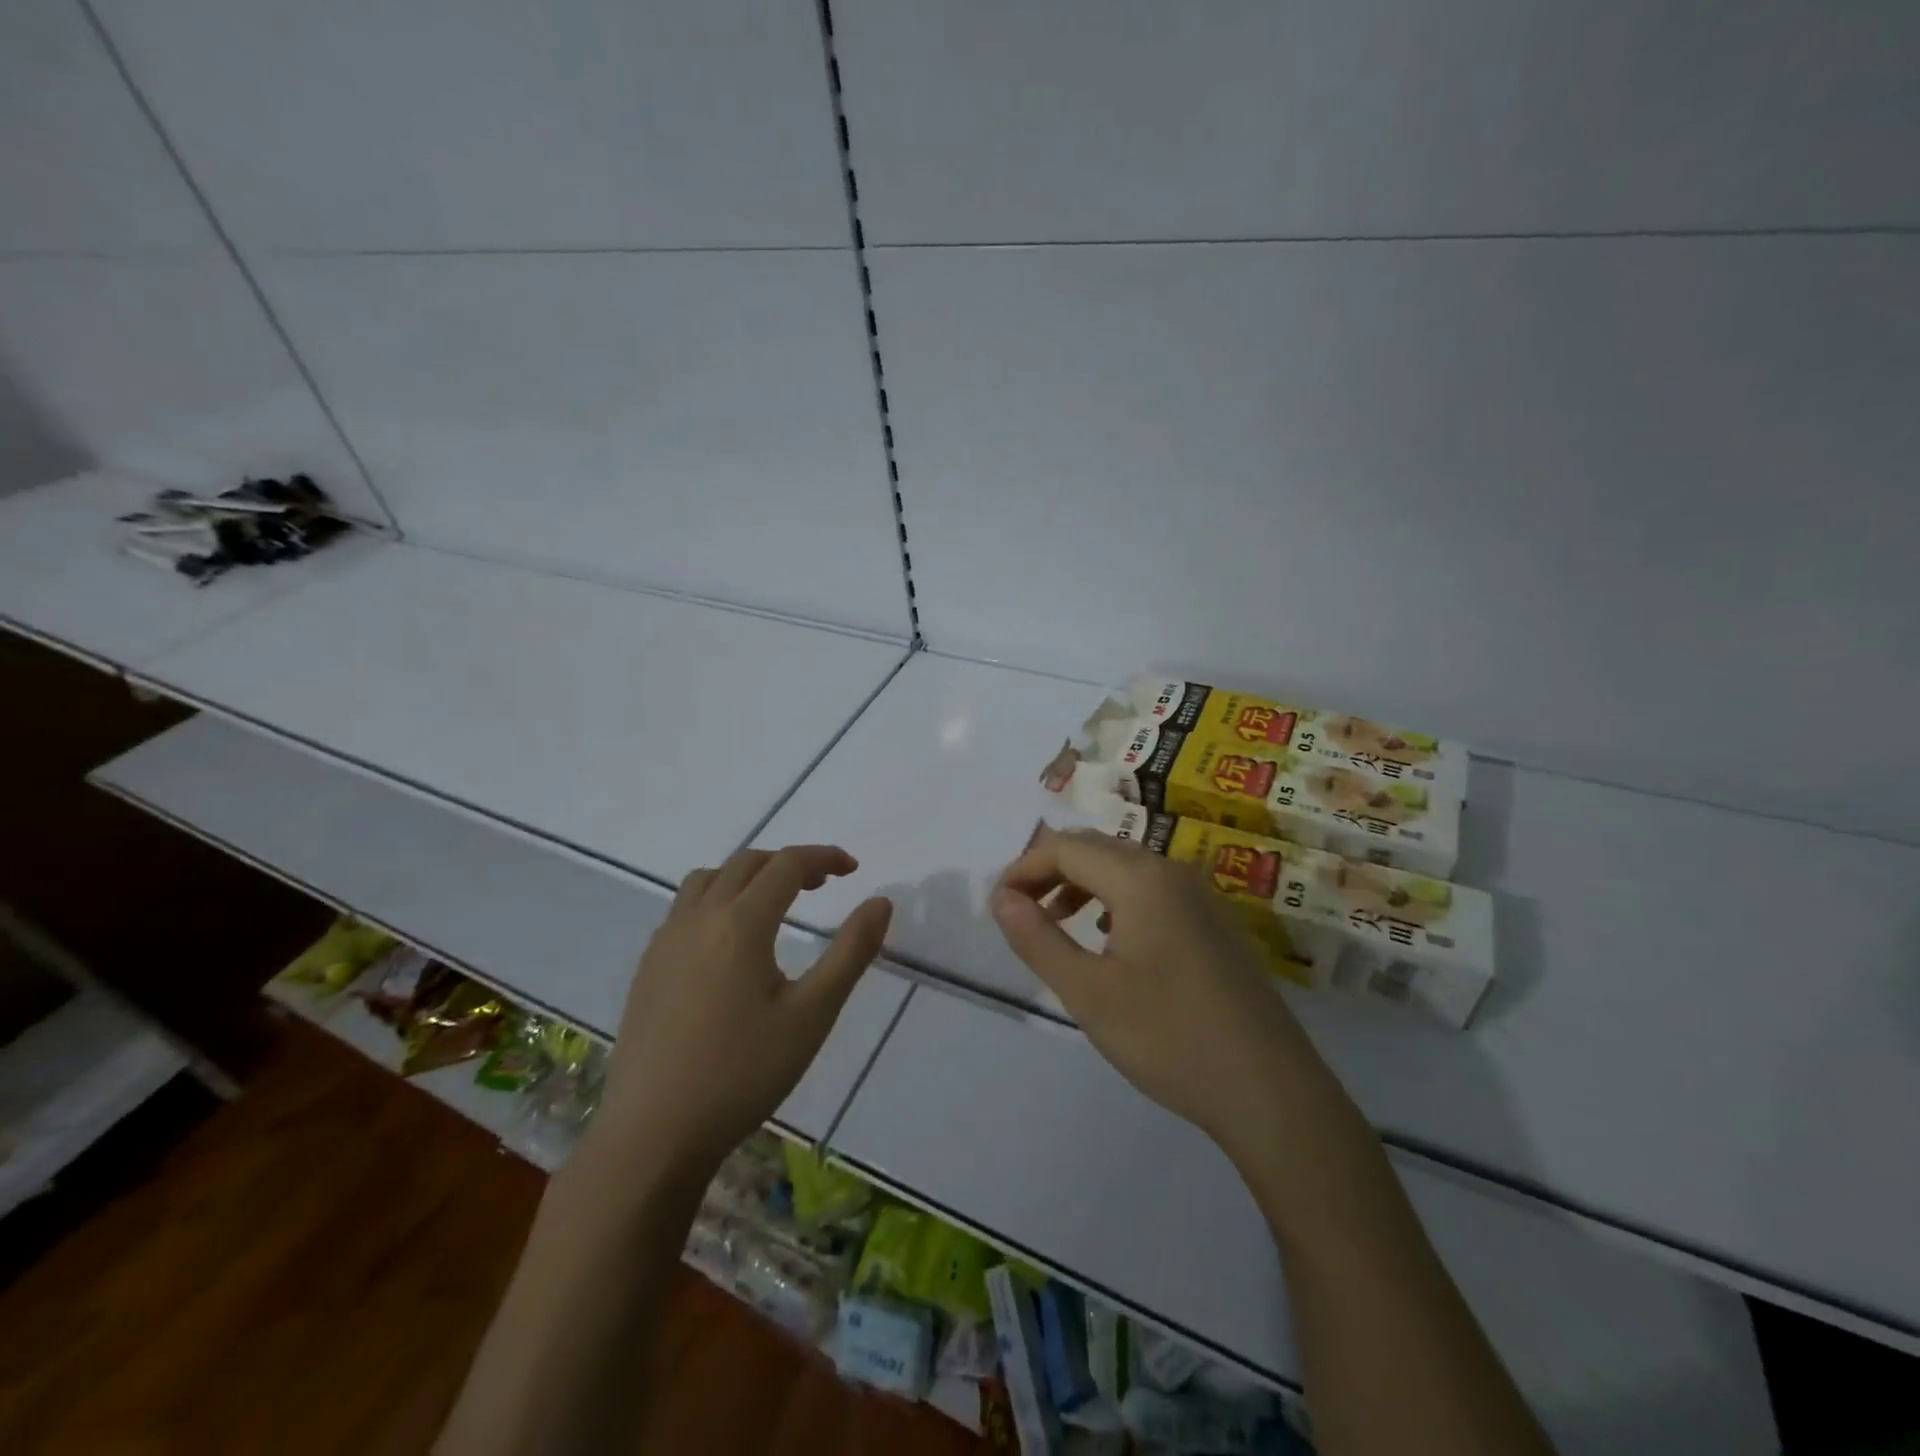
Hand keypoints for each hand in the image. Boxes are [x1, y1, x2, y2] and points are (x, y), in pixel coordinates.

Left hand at [590, 845, 891, 1180]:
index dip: (823, 858)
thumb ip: (851, 952)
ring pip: (708, 879)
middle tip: (822, 885)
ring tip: (774, 903)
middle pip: (747, 863)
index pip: (786, 865)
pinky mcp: (647, 967)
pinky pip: (684, 907)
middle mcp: (699, 918)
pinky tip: (729, 942)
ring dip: (747, 875)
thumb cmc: (743, 1073)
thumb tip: (881, 902)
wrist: (653, 1134)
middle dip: (788, 863)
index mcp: (741, 923)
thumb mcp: (812, 1015)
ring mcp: (665, 941)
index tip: (852, 869)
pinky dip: (717, 899)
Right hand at [990, 827, 1315, 1157]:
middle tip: (1020, 911)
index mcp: (1141, 878)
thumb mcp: (1089, 993)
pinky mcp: (1215, 922)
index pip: (1066, 848)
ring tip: (1056, 923)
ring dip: (1082, 883)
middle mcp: (1172, 871)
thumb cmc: (1169, 1038)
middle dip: (1050, 870)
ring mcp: (1200, 896)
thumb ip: (1038, 939)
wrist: (1270, 1091)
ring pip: (1125, 866)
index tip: (997, 904)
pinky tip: (1109, 939)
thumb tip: (1001, 899)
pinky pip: (1152, 889)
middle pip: (1096, 847)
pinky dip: (1115, 898)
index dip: (1024, 868)